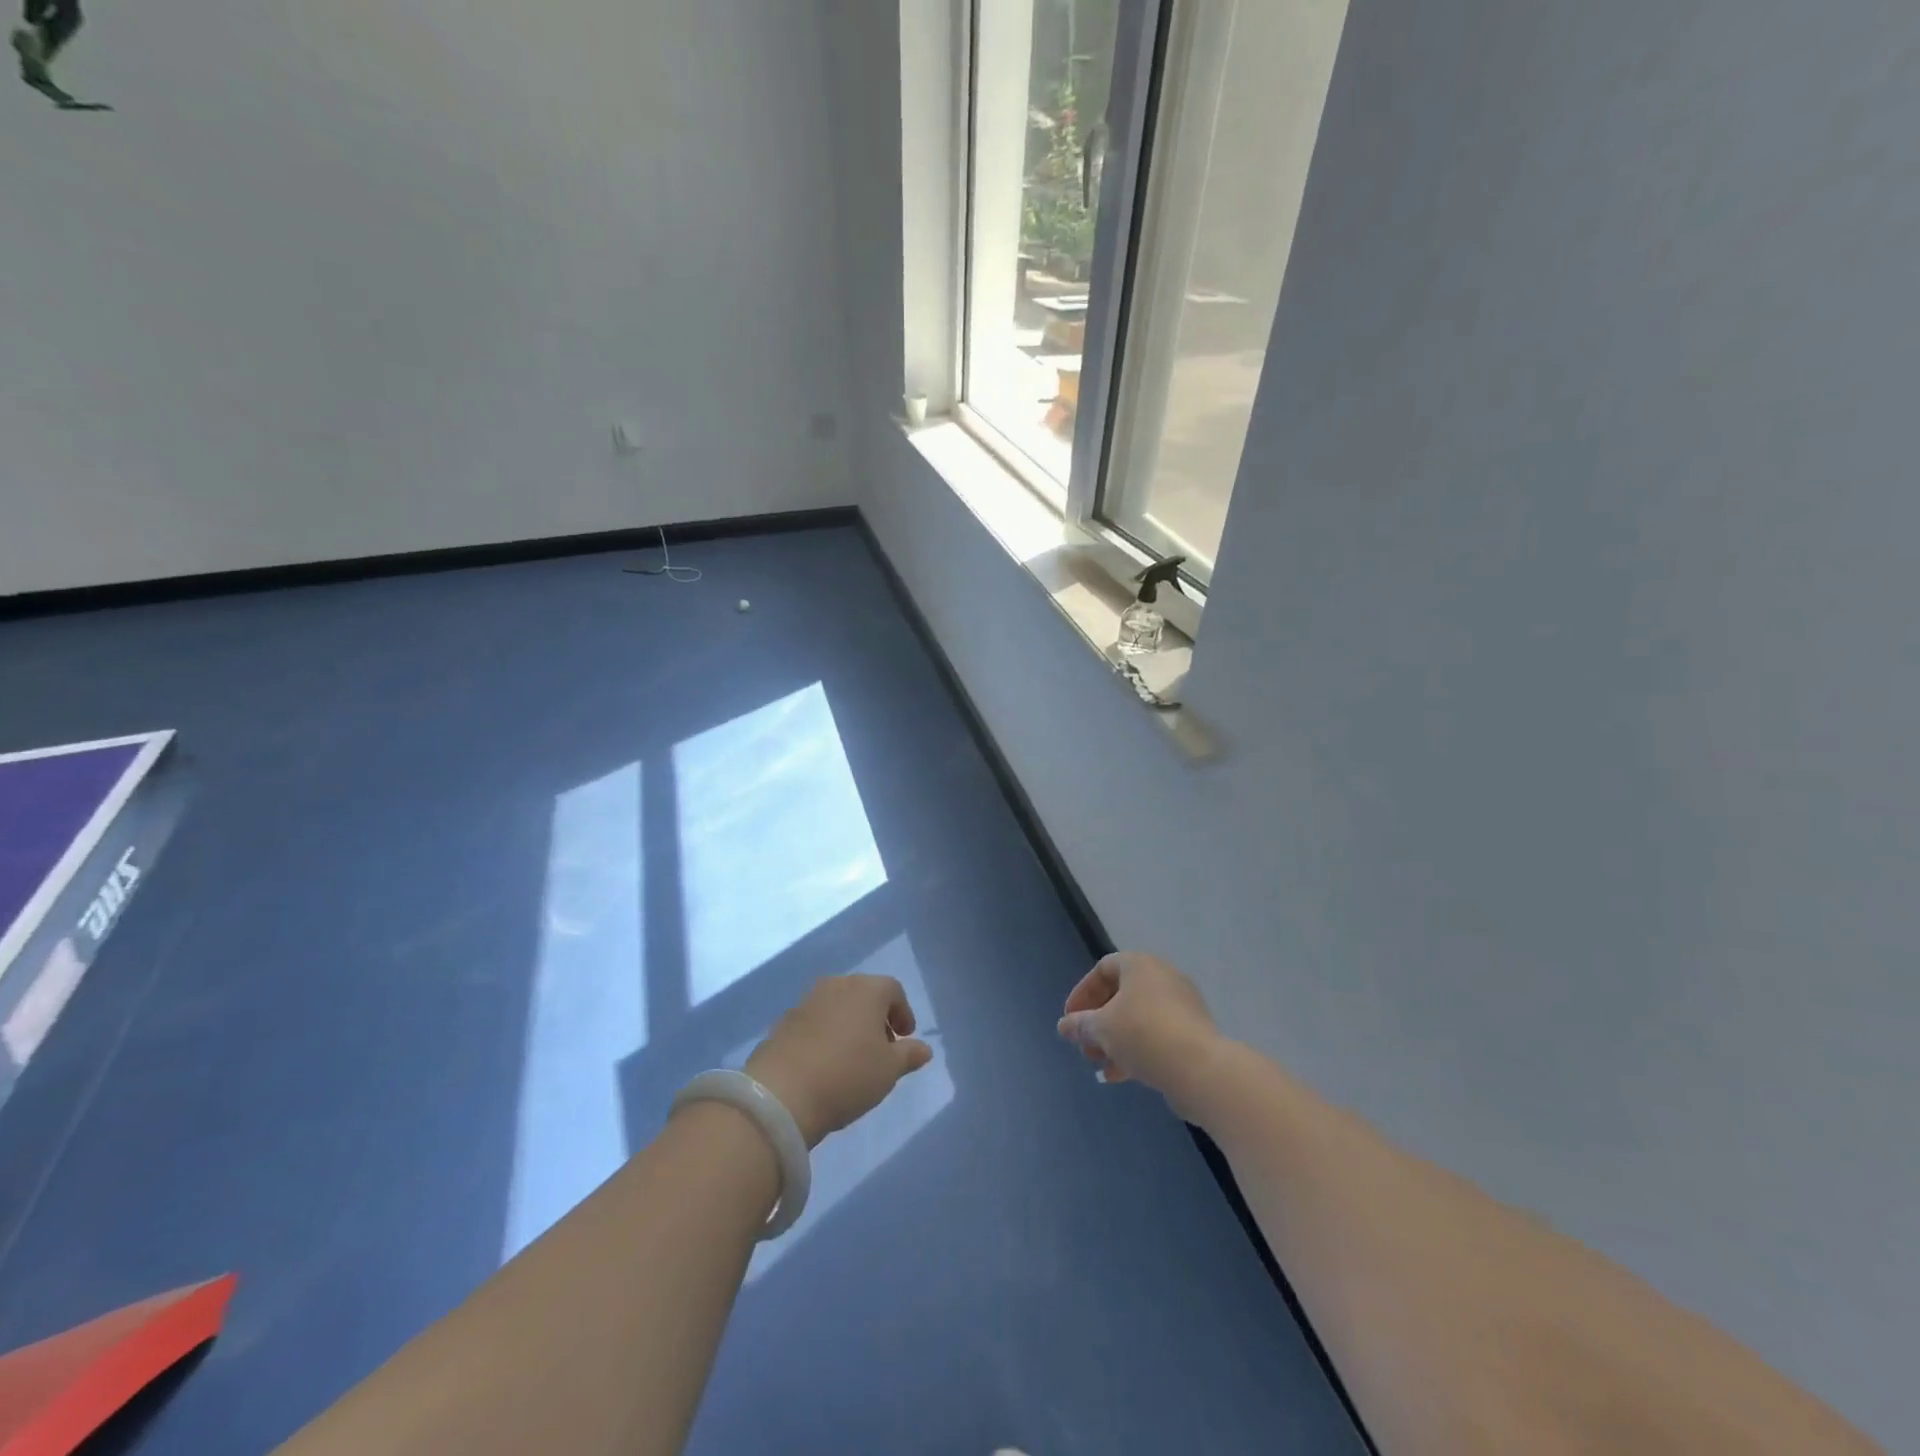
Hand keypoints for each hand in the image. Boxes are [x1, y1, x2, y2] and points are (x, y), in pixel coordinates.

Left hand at [745, 975, 932, 1146]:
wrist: (782, 1093)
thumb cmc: (848, 1075)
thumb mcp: (888, 1070)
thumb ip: (908, 1055)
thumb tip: (924, 1048)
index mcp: (867, 989)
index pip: (893, 990)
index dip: (903, 1013)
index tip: (904, 1038)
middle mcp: (837, 985)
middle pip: (864, 994)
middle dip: (876, 1017)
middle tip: (881, 1047)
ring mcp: (806, 1001)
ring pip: (837, 1005)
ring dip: (849, 1024)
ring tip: (852, 1057)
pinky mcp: (783, 1021)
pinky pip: (814, 1021)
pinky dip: (825, 1034)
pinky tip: (824, 1063)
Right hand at [1057, 952, 1223, 1114]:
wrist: (1200, 1068)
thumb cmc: (1143, 1034)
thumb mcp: (1102, 1029)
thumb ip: (1080, 1025)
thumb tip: (1064, 1025)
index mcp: (1141, 965)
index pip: (1103, 968)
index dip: (1083, 993)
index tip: (1071, 1019)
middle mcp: (1163, 977)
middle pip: (1121, 995)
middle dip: (1098, 1022)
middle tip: (1084, 1046)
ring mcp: (1182, 1005)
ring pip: (1139, 1018)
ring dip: (1115, 1039)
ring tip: (1099, 1064)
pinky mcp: (1193, 1032)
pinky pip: (1157, 1034)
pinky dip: (1137, 1049)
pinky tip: (1121, 1075)